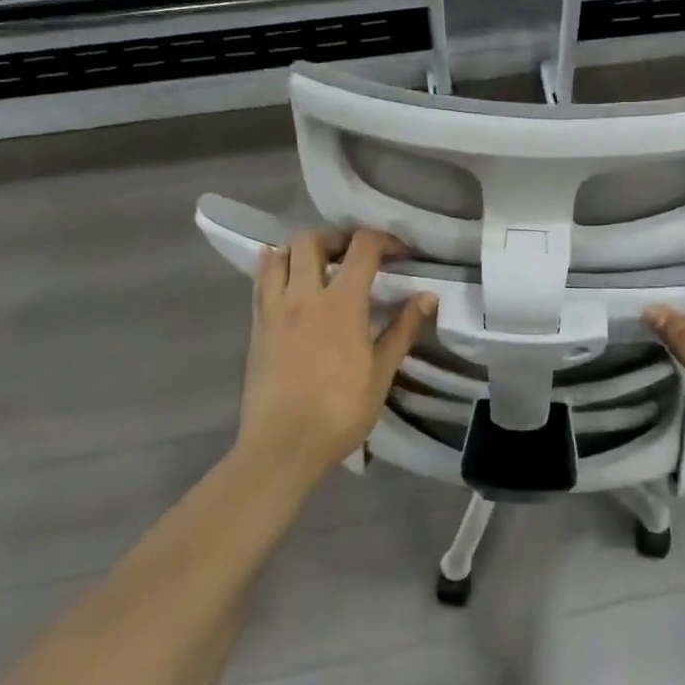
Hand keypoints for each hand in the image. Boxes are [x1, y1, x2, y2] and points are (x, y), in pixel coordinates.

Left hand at [238, 229, 436, 484]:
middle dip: (336, 238)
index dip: (384, 240)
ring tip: (319, 266)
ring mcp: (274, 309)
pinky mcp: (256, 326)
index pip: (362, 248)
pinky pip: (260, 282)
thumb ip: (403, 330)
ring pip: (279, 255)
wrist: (281, 446)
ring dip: (301, 250)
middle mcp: (303, 296)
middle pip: (311, 240)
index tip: (400, 253)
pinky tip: (286, 279)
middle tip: (354, 255)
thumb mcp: (380, 373)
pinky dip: (274, 268)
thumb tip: (428, 297)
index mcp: (341, 304)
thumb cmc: (338, 412)